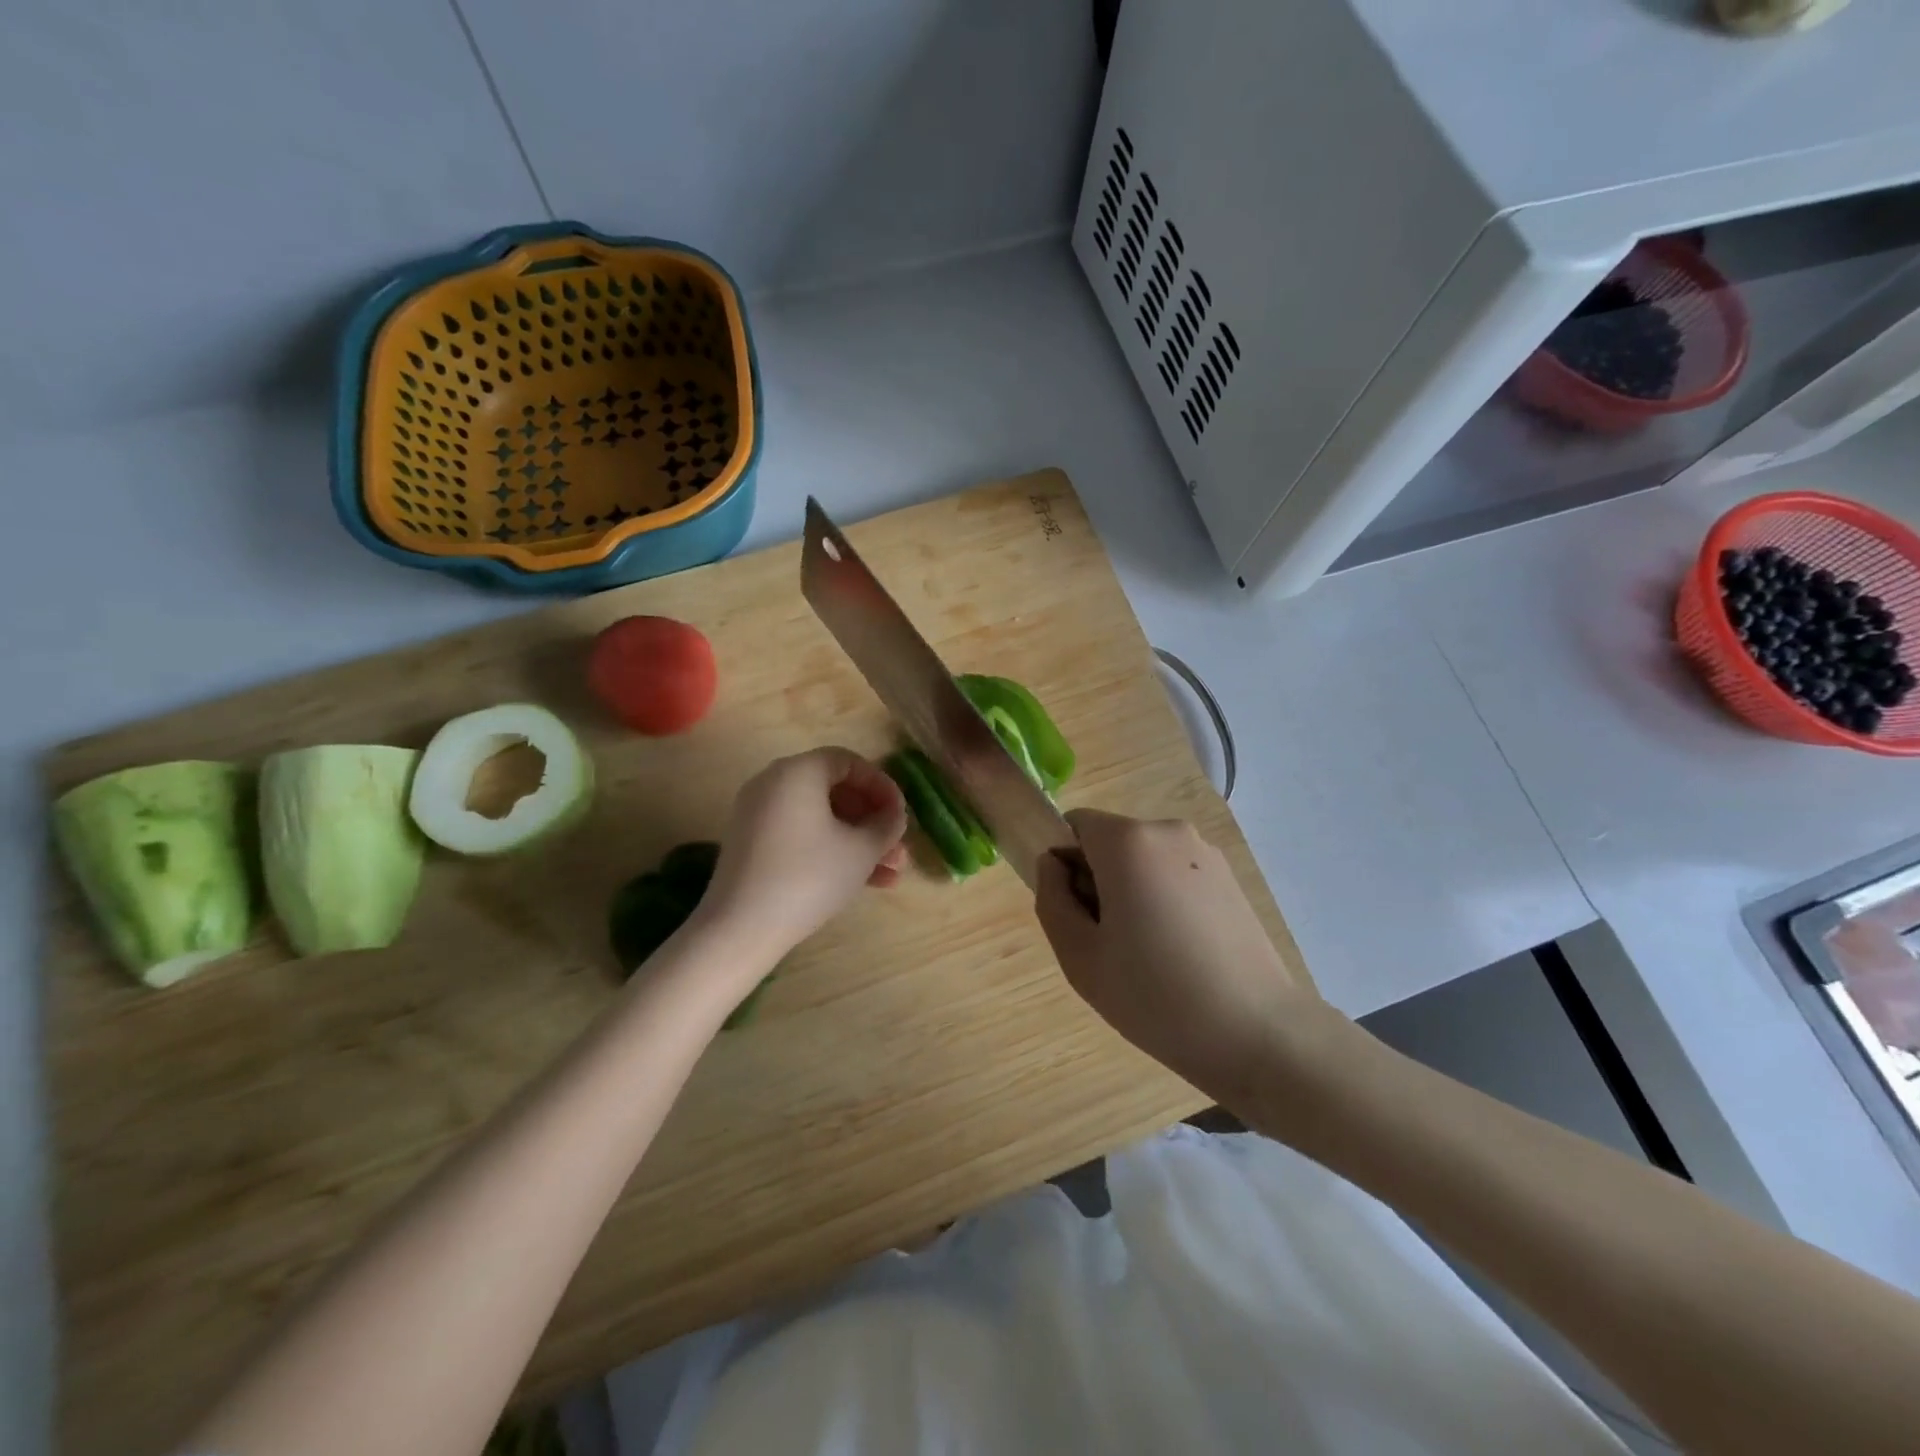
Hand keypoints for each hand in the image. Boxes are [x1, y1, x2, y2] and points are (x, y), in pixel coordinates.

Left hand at [700, 748, 908, 958]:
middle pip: (835, 792)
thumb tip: (894, 816)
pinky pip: (801, 836)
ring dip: (858, 842)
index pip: (849, 762)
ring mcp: (759, 815)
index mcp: (797, 772)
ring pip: (821, 819)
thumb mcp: (861, 850)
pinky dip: (831, 851)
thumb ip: (887, 825)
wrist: (741, 927)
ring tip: (890, 875)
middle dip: (873, 821)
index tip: (901, 815)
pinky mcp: (753, 845)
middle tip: (898, 848)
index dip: (882, 786)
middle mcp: (773, 784)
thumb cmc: (809, 877)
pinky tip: (863, 883)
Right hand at [1035, 810, 1323, 1104]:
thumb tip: (1054, 864)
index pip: (1074, 825)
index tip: (1079, 915)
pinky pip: (1176, 875)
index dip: (1065, 866)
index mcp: (1129, 841)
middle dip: (1099, 880)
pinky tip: (1181, 953)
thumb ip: (1052, 899)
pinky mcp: (1230, 878)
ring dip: (1133, 892)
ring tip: (1148, 955)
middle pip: (1111, 842)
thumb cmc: (1155, 996)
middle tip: (1109, 945)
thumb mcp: (1080, 957)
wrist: (1257, 1033)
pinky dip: (1165, 900)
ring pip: (1144, 861)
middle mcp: (1169, 831)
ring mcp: (1206, 853)